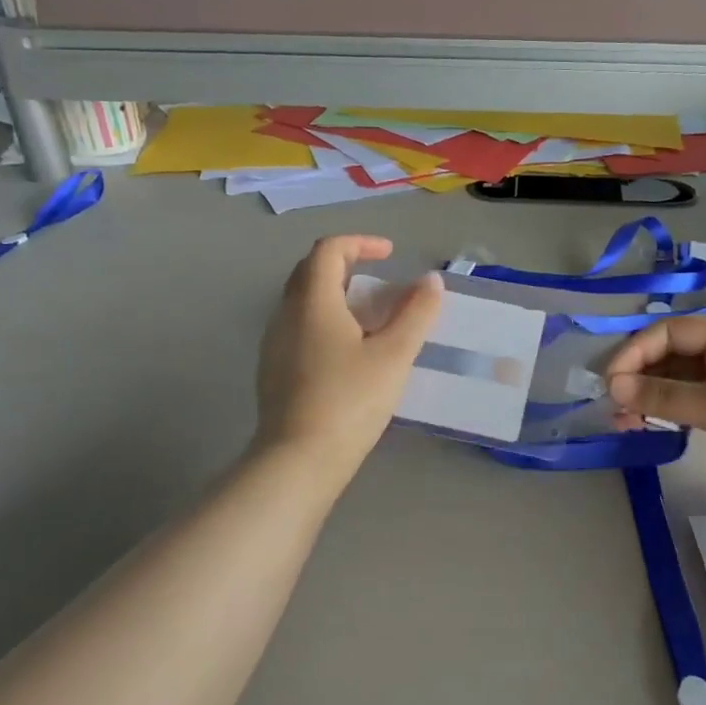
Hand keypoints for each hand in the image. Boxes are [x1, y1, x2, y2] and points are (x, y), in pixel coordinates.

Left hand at [254, 237, 442, 480]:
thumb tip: (431, 280)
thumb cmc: (350, 401)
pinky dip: (325, 322)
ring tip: (370, 316)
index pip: (329, 250)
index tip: (390, 254)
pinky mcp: (274, 371)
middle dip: (346, 265)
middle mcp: (286, 314)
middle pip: (310, 271)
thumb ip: (416, 313)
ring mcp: (274, 344)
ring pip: (303, 302)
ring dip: (336, 295)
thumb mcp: (394, 355)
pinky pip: (299, 329)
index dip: (361, 243)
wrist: (298, 461)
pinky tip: (349, 352)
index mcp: (312, 301)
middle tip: (379, 279)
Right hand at [603, 317, 705, 512]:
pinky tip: (650, 428)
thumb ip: (663, 396)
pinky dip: (669, 414)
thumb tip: (615, 387)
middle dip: (639, 379)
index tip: (610, 383)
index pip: (668, 332)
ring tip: (624, 423)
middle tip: (614, 408)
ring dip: (650, 399)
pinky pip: (691, 404)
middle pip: (671, 356)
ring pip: (678, 383)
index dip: (635, 353)